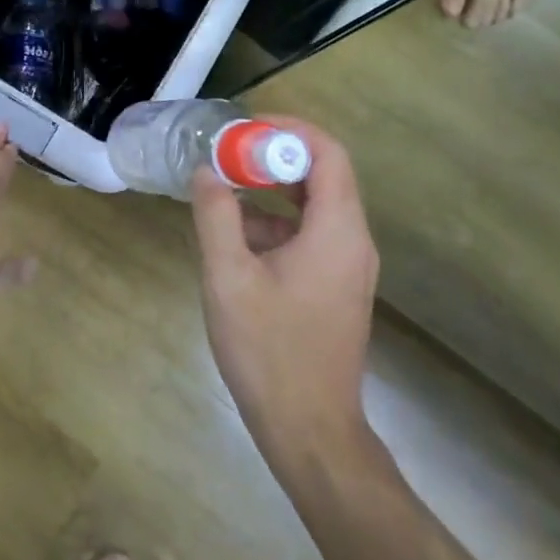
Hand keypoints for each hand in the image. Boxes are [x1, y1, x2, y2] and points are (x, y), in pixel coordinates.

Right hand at [190, 116, 377, 463]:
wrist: (311, 432)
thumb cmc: (269, 351)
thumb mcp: (228, 277)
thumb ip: (216, 216)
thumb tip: (206, 171)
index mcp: (337, 230)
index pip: (328, 152)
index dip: (289, 129)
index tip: (244, 127)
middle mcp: (353, 240)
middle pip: (322, 174)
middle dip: (273, 158)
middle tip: (226, 155)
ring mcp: (348, 266)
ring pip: (313, 206)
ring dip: (270, 191)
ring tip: (221, 193)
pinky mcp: (336, 286)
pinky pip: (310, 234)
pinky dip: (276, 223)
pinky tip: (234, 239)